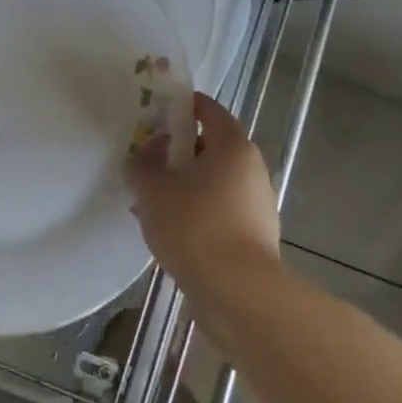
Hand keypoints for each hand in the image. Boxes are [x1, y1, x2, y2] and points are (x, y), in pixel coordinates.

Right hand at [127, 93, 279, 289]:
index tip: (152, 113)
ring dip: (184, 183)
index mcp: (232, 145)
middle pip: (211, 145)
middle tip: (146, 158)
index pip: (207, 108)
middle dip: (177, 150)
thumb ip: (144, 161)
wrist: (239, 296)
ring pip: (213, 181)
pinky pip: (219, 210)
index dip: (179, 106)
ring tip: (150, 198)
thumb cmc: (195, 226)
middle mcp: (251, 169)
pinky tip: (169, 228)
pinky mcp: (255, 237)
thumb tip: (150, 150)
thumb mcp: (152, 188)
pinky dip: (196, 211)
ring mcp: (257, 205)